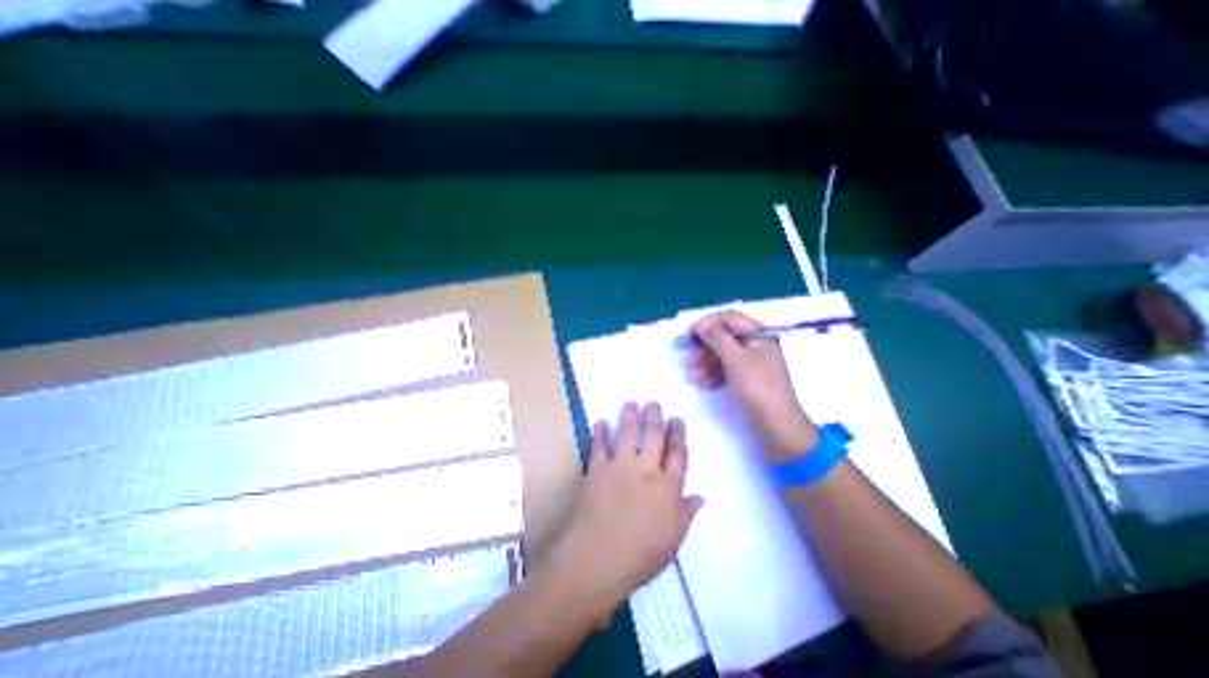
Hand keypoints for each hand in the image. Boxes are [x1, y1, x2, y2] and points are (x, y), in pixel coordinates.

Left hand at [550, 402, 710, 613]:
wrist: (598, 559)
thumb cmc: (640, 556)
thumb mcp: (672, 541)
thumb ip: (686, 514)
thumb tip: (700, 496)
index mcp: (667, 487)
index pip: (677, 453)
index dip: (678, 434)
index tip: (677, 419)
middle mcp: (646, 469)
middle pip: (653, 435)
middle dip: (655, 416)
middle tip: (654, 402)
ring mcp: (620, 466)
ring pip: (627, 432)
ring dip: (630, 415)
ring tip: (631, 402)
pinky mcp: (598, 469)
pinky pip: (599, 445)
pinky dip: (600, 431)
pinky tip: (601, 421)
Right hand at [689, 311, 820, 460]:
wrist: (777, 424)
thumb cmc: (757, 386)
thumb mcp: (735, 358)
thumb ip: (717, 337)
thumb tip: (702, 325)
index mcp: (759, 334)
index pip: (729, 319)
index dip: (708, 323)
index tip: (690, 334)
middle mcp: (756, 345)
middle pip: (724, 337)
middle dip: (706, 348)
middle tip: (691, 361)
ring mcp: (752, 362)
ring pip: (723, 354)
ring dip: (707, 362)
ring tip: (698, 377)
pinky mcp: (748, 378)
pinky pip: (727, 368)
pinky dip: (714, 373)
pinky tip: (706, 383)